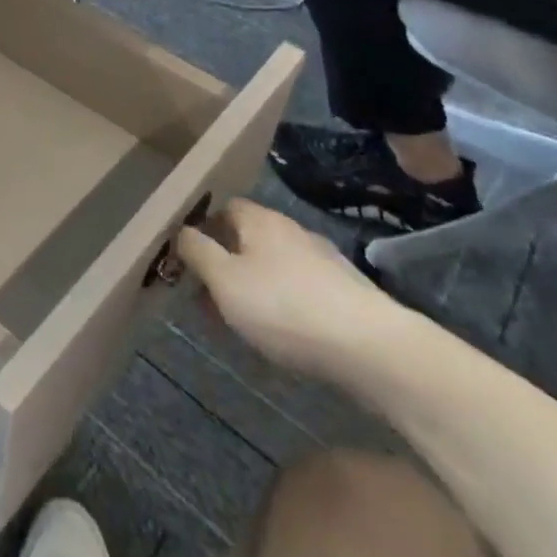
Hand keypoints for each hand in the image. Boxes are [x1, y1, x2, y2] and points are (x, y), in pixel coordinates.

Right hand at [176, 199, 406, 391]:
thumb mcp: (224, 280)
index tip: (190, 258)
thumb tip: (182, 231)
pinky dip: (286, 303)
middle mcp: (292, 230)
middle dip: (228, 262)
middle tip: (210, 296)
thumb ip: (197, 252)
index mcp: (260, 220)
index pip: (224, 208)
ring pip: (276, 265)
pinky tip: (283, 333)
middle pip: (250, 237)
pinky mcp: (348, 293)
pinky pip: (302, 289)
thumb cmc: (285, 307)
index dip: (204, 228)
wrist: (374, 349)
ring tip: (243, 321)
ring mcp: (325, 260)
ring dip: (256, 285)